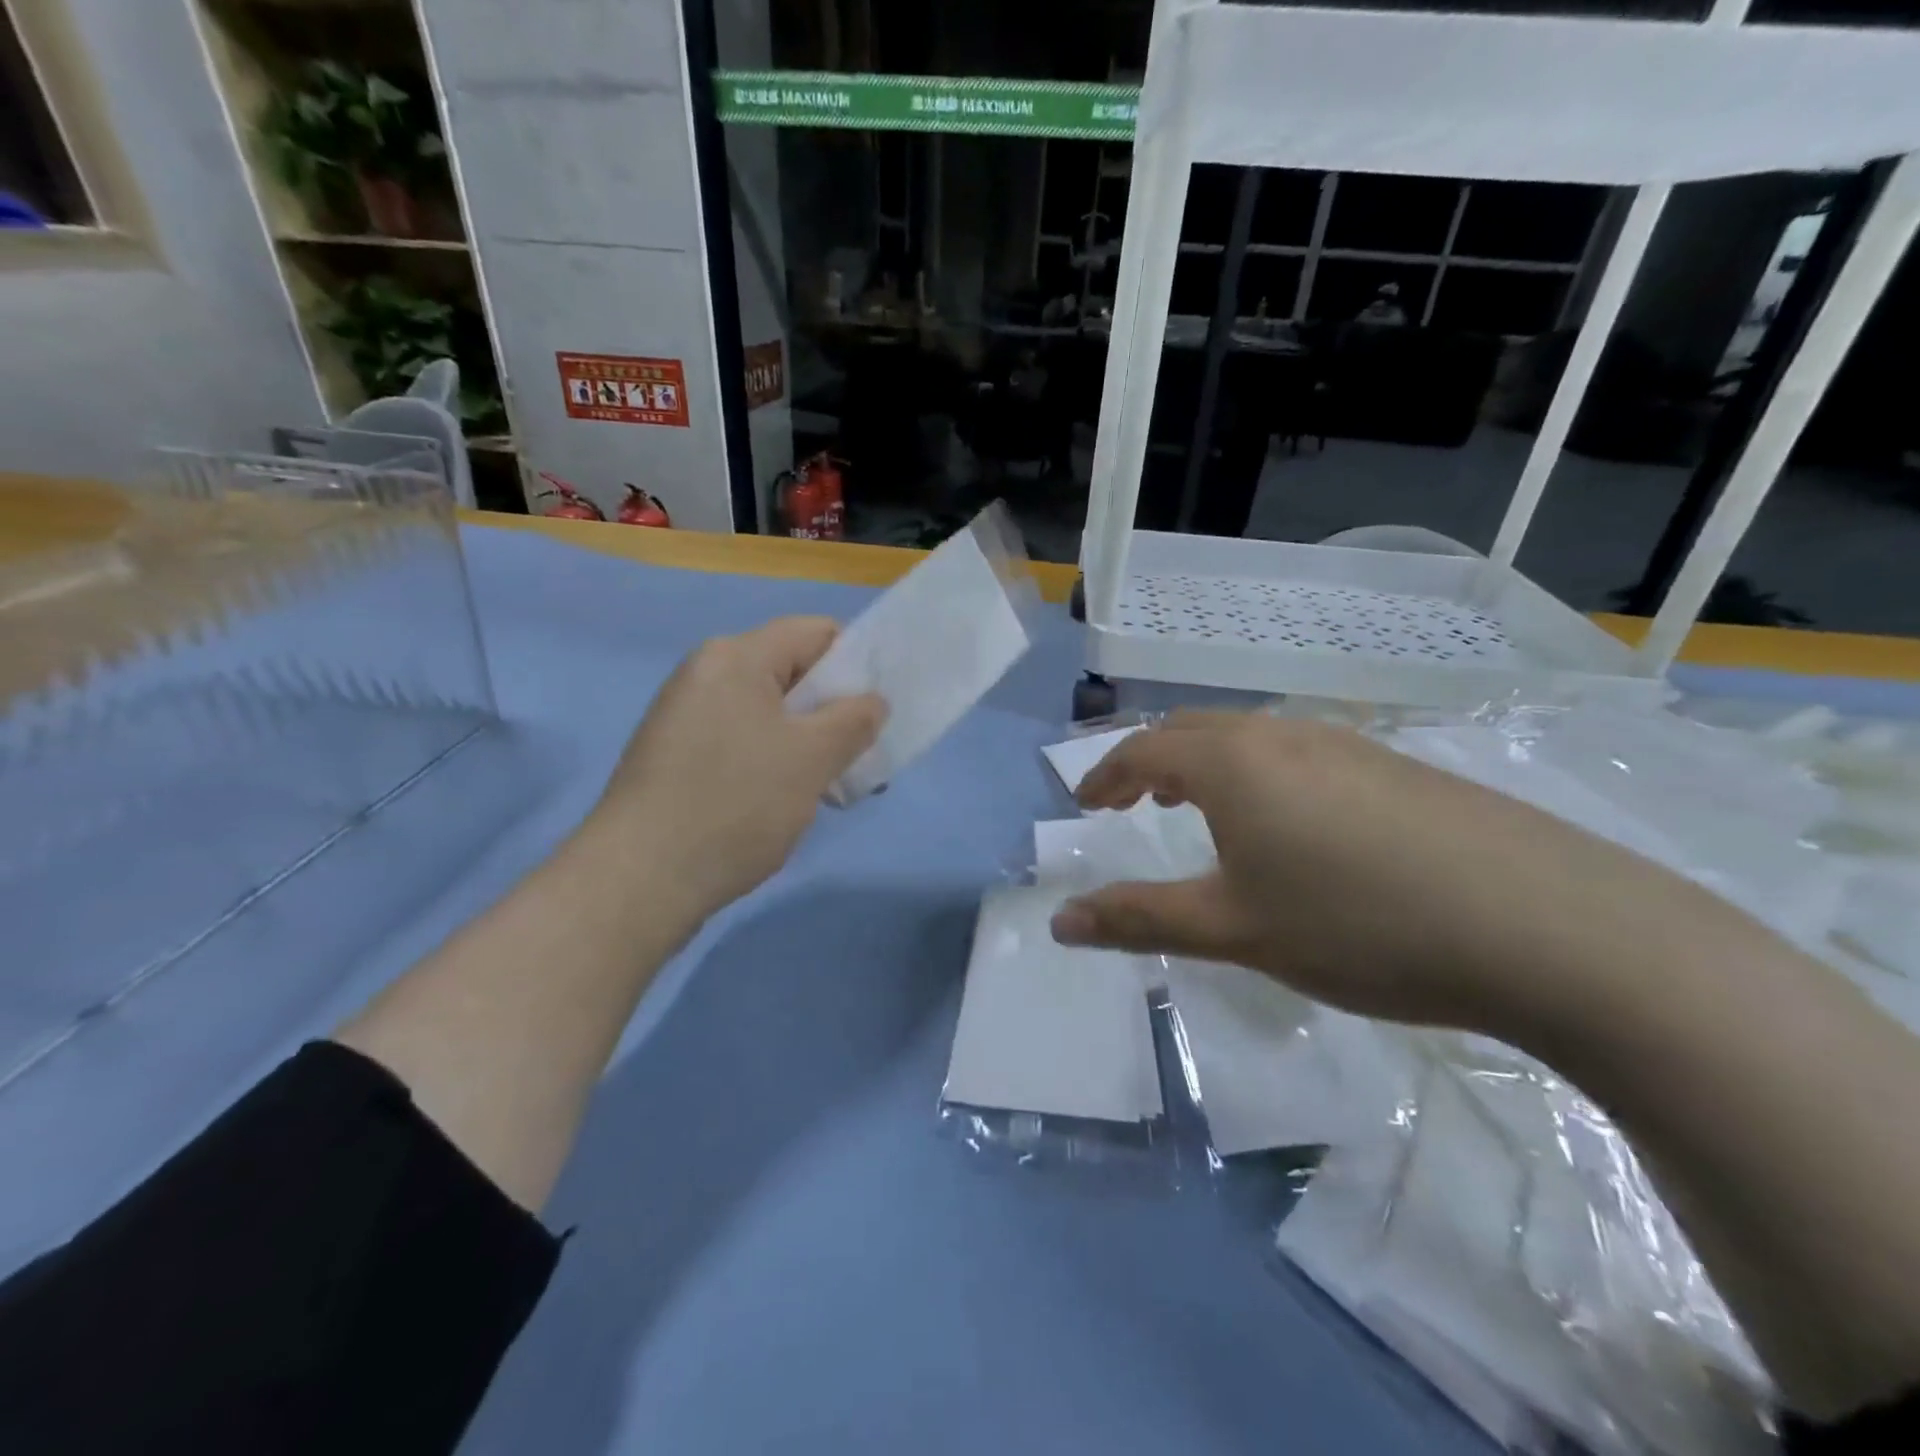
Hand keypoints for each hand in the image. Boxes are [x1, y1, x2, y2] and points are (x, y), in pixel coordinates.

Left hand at [581, 617, 884, 924]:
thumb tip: (872, 702)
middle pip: (793, 673)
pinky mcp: (676, 756)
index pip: (817, 632)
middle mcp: (706, 674)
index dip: (857, 664)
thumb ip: (854, 720)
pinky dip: (774, 761)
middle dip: (835, 712)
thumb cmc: (736, 804)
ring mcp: (686, 716)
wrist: (638, 881)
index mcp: (736, 657)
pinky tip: (785, 802)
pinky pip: (742, 740)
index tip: (876, 713)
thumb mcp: (812, 758)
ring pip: (770, 713)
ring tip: (828, 789)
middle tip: (859, 758)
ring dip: (808, 743)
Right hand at [1050, 711, 1741, 1036]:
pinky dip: (1260, 773)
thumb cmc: (1360, 925)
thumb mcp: (1235, 931)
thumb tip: (1060, 921)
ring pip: (1250, 737)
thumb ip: (1139, 920)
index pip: (1144, 750)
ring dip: (1206, 764)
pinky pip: (1298, 752)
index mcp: (1233, 762)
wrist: (1549, 926)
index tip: (1086, 804)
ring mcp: (1347, 743)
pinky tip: (1288, 823)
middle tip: (1132, 802)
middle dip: (1150, 762)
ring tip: (1198, 808)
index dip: (1105, 775)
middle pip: (1193, 730)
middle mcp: (1283, 735)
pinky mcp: (1396, 765)